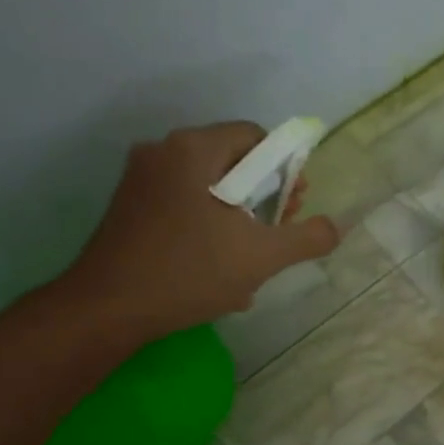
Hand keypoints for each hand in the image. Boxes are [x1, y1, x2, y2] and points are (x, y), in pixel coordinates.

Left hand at [61, 122, 340, 338]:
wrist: (109, 307)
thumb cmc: (190, 271)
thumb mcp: (263, 257)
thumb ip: (307, 237)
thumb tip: (334, 227)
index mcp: (194, 149)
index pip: (255, 137)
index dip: (286, 168)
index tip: (294, 206)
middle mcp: (163, 151)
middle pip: (232, 160)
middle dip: (264, 195)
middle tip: (278, 232)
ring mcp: (141, 179)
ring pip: (209, 186)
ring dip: (239, 217)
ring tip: (251, 258)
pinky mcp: (130, 207)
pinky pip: (184, 203)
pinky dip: (209, 226)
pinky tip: (218, 266)